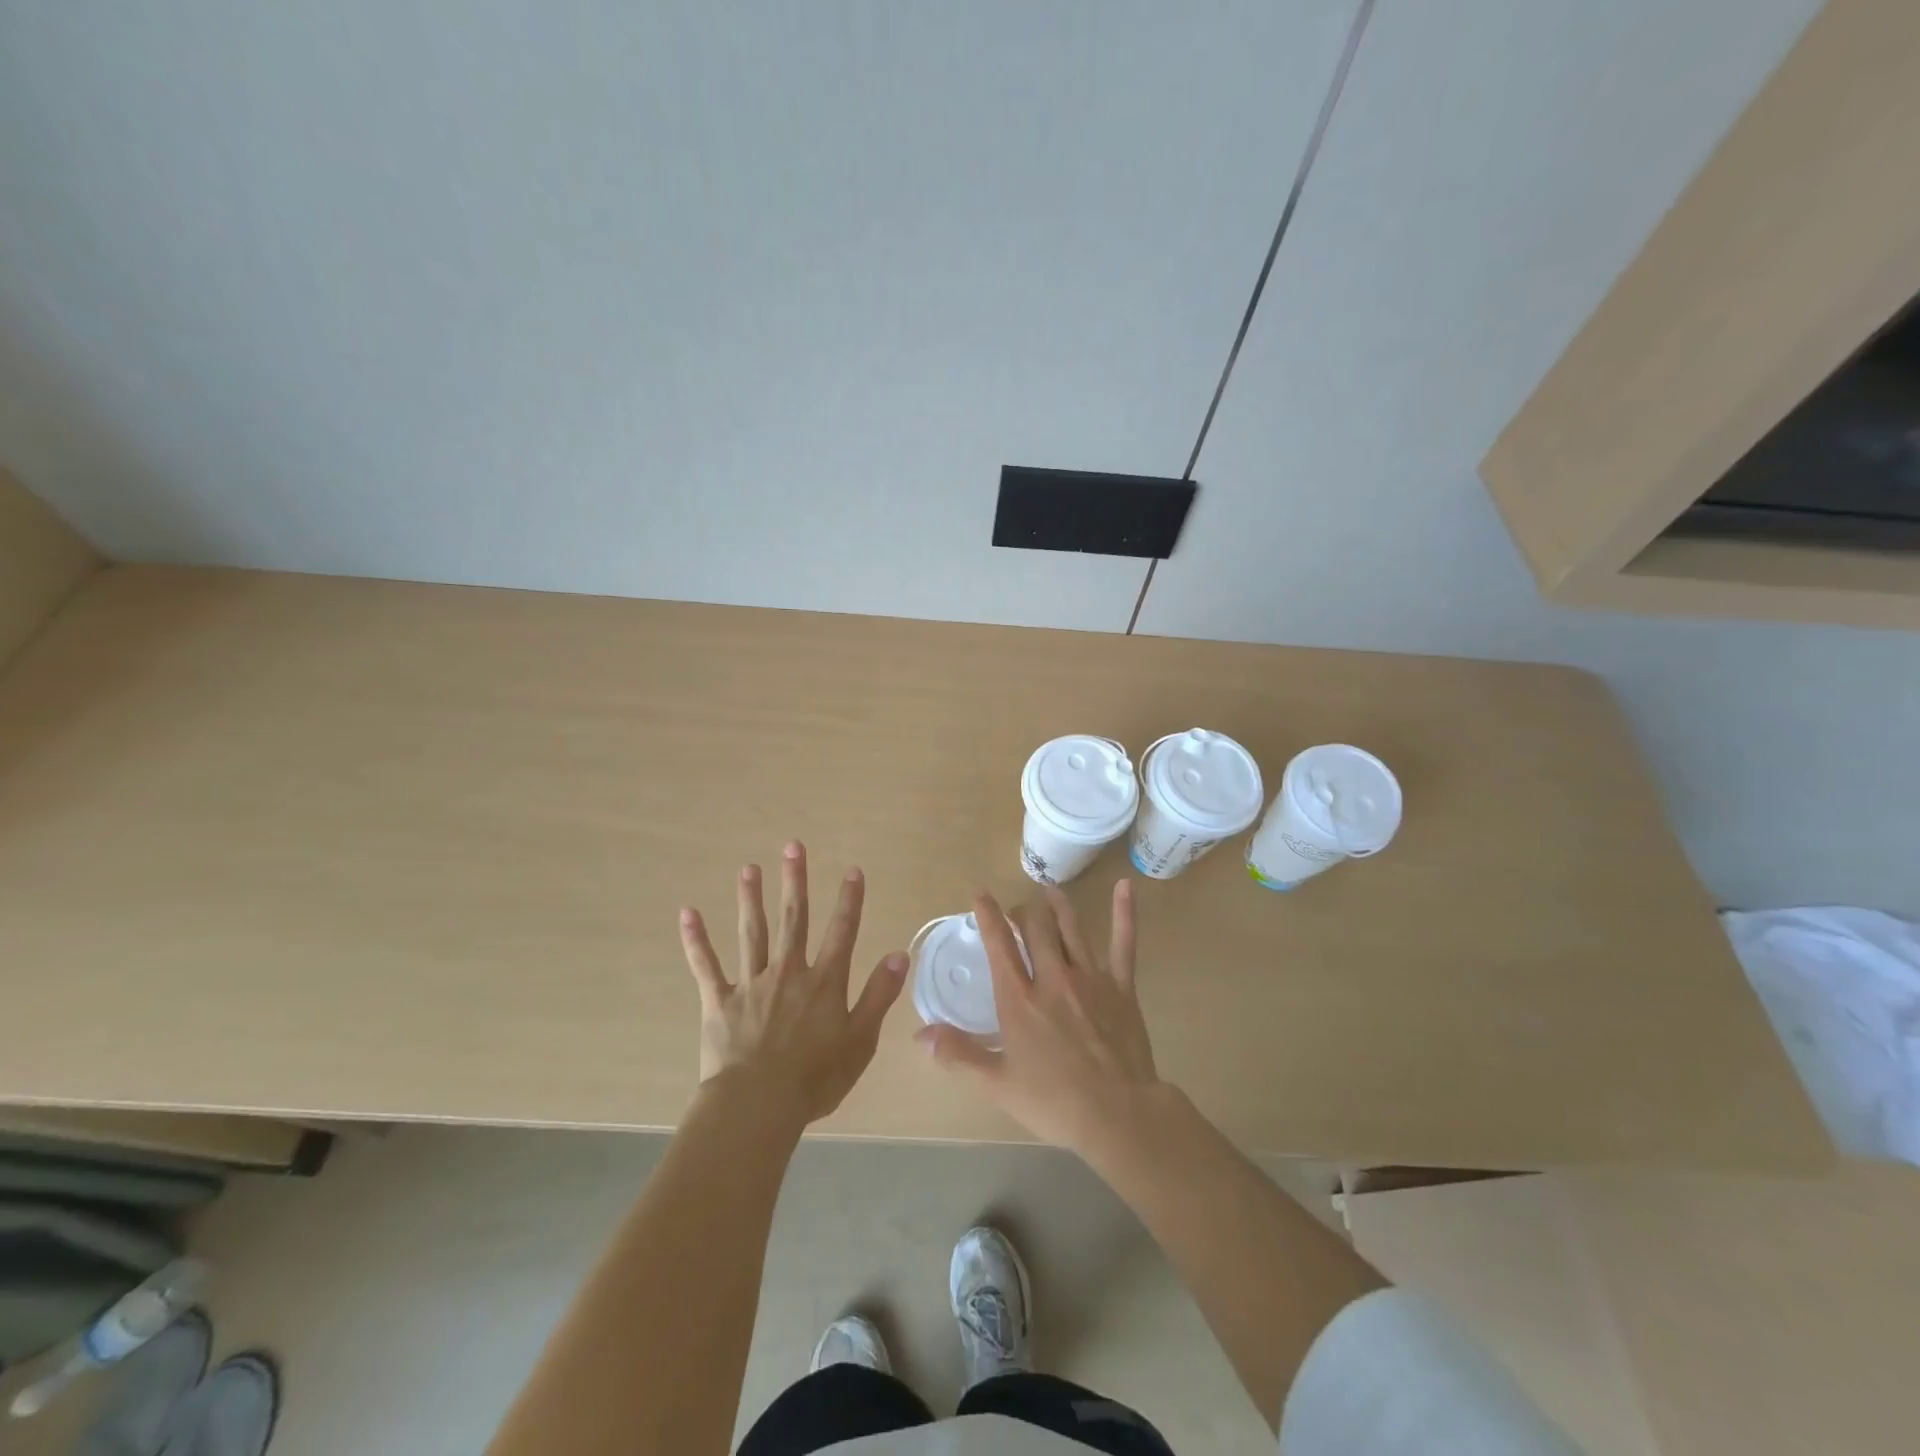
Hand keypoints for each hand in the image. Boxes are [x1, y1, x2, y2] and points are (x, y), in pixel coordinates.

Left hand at [679, 841, 907, 1123]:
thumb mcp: (860, 1040)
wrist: (758, 1106)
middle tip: (792, 846)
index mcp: (823, 982)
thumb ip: (878, 995)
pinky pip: (706, 966)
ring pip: (752, 933)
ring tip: (749, 869)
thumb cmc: (815, 1078)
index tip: (852, 869)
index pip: (841, 932)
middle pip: (793, 919)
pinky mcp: (720, 1001)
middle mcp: (788, 972)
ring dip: (751, 899)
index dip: (849, 900)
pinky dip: (696, 940)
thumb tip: (900, 954)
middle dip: (795, 882)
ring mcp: (751, 984)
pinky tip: (687, 914)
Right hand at [917, 880, 1161, 1157]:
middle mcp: (1052, 978)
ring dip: (1058, 905)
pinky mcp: (1121, 986)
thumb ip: (959, 1053)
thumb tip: (920, 1033)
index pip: (1000, 945)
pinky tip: (1125, 887)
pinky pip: (1123, 943)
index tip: (981, 895)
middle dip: (1023, 912)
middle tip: (1018, 909)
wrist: (1117, 1114)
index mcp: (1019, 999)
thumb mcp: (997, 1083)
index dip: (988, 916)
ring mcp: (1090, 978)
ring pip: (1071, 928)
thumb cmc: (1053, 1102)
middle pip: (1035, 929)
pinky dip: (1124, 913)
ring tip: (1050, 890)